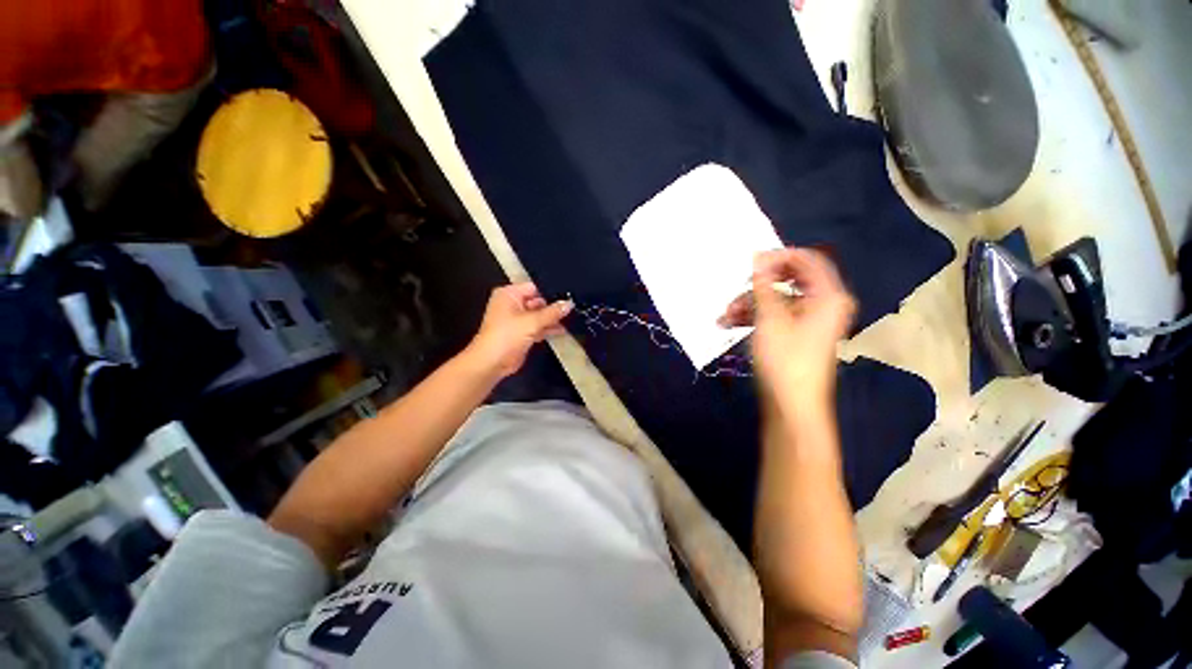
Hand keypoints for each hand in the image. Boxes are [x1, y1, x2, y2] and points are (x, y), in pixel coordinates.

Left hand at [464, 283, 572, 378]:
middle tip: (573, 306)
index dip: (550, 292)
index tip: (568, 295)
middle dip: (553, 306)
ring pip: (538, 315)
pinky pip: (537, 327)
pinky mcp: (521, 333)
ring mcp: (517, 320)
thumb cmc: (507, 336)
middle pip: (537, 301)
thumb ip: (552, 312)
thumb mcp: (532, 321)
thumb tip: (569, 304)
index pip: (534, 288)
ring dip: (552, 319)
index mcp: (509, 295)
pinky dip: (548, 329)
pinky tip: (563, 329)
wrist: (492, 363)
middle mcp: (512, 304)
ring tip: (572, 318)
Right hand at [719, 248, 854, 411]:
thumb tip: (758, 259)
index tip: (750, 262)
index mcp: (828, 295)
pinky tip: (730, 323)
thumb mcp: (770, 318)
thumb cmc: (784, 358)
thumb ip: (764, 285)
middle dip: (757, 285)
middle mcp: (823, 304)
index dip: (778, 257)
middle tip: (735, 289)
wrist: (791, 404)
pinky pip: (775, 316)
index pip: (806, 260)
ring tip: (724, 315)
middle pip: (789, 281)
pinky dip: (754, 317)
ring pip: (777, 300)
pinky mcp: (796, 334)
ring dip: (749, 304)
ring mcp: (809, 320)